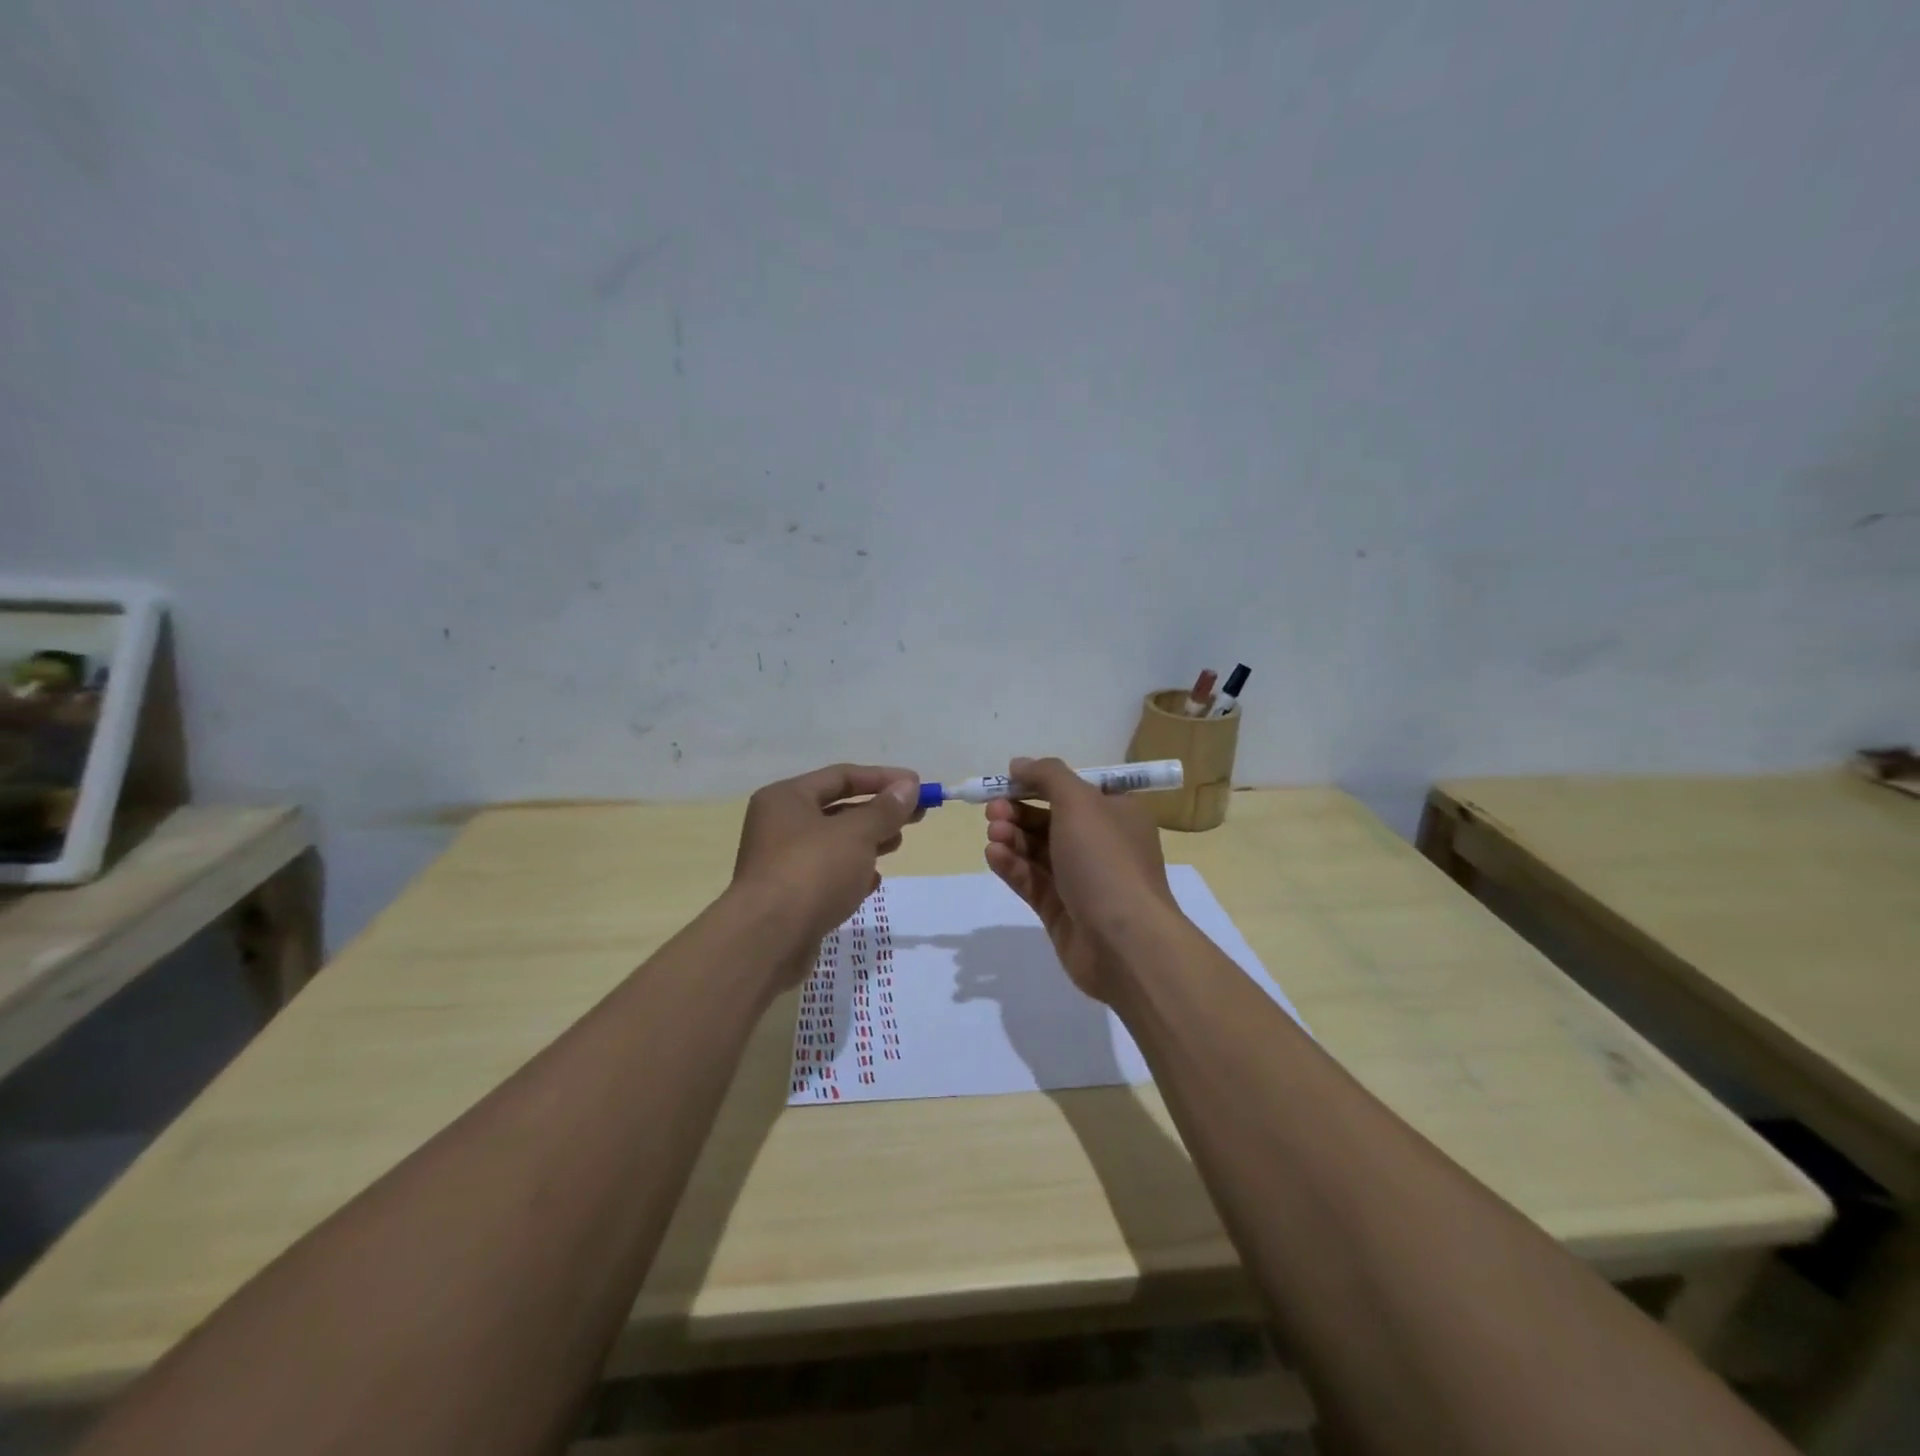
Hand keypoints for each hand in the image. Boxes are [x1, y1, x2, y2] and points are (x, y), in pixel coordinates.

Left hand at [731, 764, 920, 984]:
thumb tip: (909, 786)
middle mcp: (779, 825)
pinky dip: (851, 874)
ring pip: (834, 844)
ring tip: (897, 844)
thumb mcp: (856, 834)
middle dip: (878, 812)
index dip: (883, 778)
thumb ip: (885, 809)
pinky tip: (871, 883)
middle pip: (838, 809)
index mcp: (786, 798)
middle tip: (916, 817)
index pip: (841, 776)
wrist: (768, 940)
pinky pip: (827, 875)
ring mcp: (782, 863)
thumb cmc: (812, 872)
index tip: (918, 787)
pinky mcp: (789, 897)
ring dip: (868, 842)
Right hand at [982, 757, 1179, 1001]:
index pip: (1074, 789)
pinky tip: (994, 855)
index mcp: (1116, 813)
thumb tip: (1020, 764)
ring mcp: (1081, 879)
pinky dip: (1012, 866)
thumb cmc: (1105, 860)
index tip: (1008, 781)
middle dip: (1019, 811)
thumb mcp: (1079, 801)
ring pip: (1037, 851)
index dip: (1039, 783)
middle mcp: (1101, 844)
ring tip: (993, 834)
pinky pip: (1032, 880)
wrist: (1124, 941)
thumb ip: (1047, 776)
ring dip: (1012, 837)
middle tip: (993, 810)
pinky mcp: (1061, 910)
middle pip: (1050, 819)